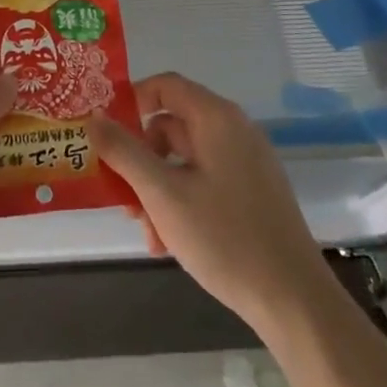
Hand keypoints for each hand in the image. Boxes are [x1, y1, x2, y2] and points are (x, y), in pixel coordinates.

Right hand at [90, 73, 327, 337]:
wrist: (294, 300)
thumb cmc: (224, 238)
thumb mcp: (162, 194)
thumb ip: (124, 151)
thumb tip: (93, 116)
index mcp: (216, 118)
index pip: (165, 86)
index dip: (131, 101)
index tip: (104, 131)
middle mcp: (234, 130)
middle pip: (171, 125)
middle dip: (140, 159)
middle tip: (120, 194)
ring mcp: (246, 163)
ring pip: (185, 160)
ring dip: (157, 188)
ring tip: (146, 231)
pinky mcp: (253, 192)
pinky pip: (205, 181)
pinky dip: (181, 202)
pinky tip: (168, 243)